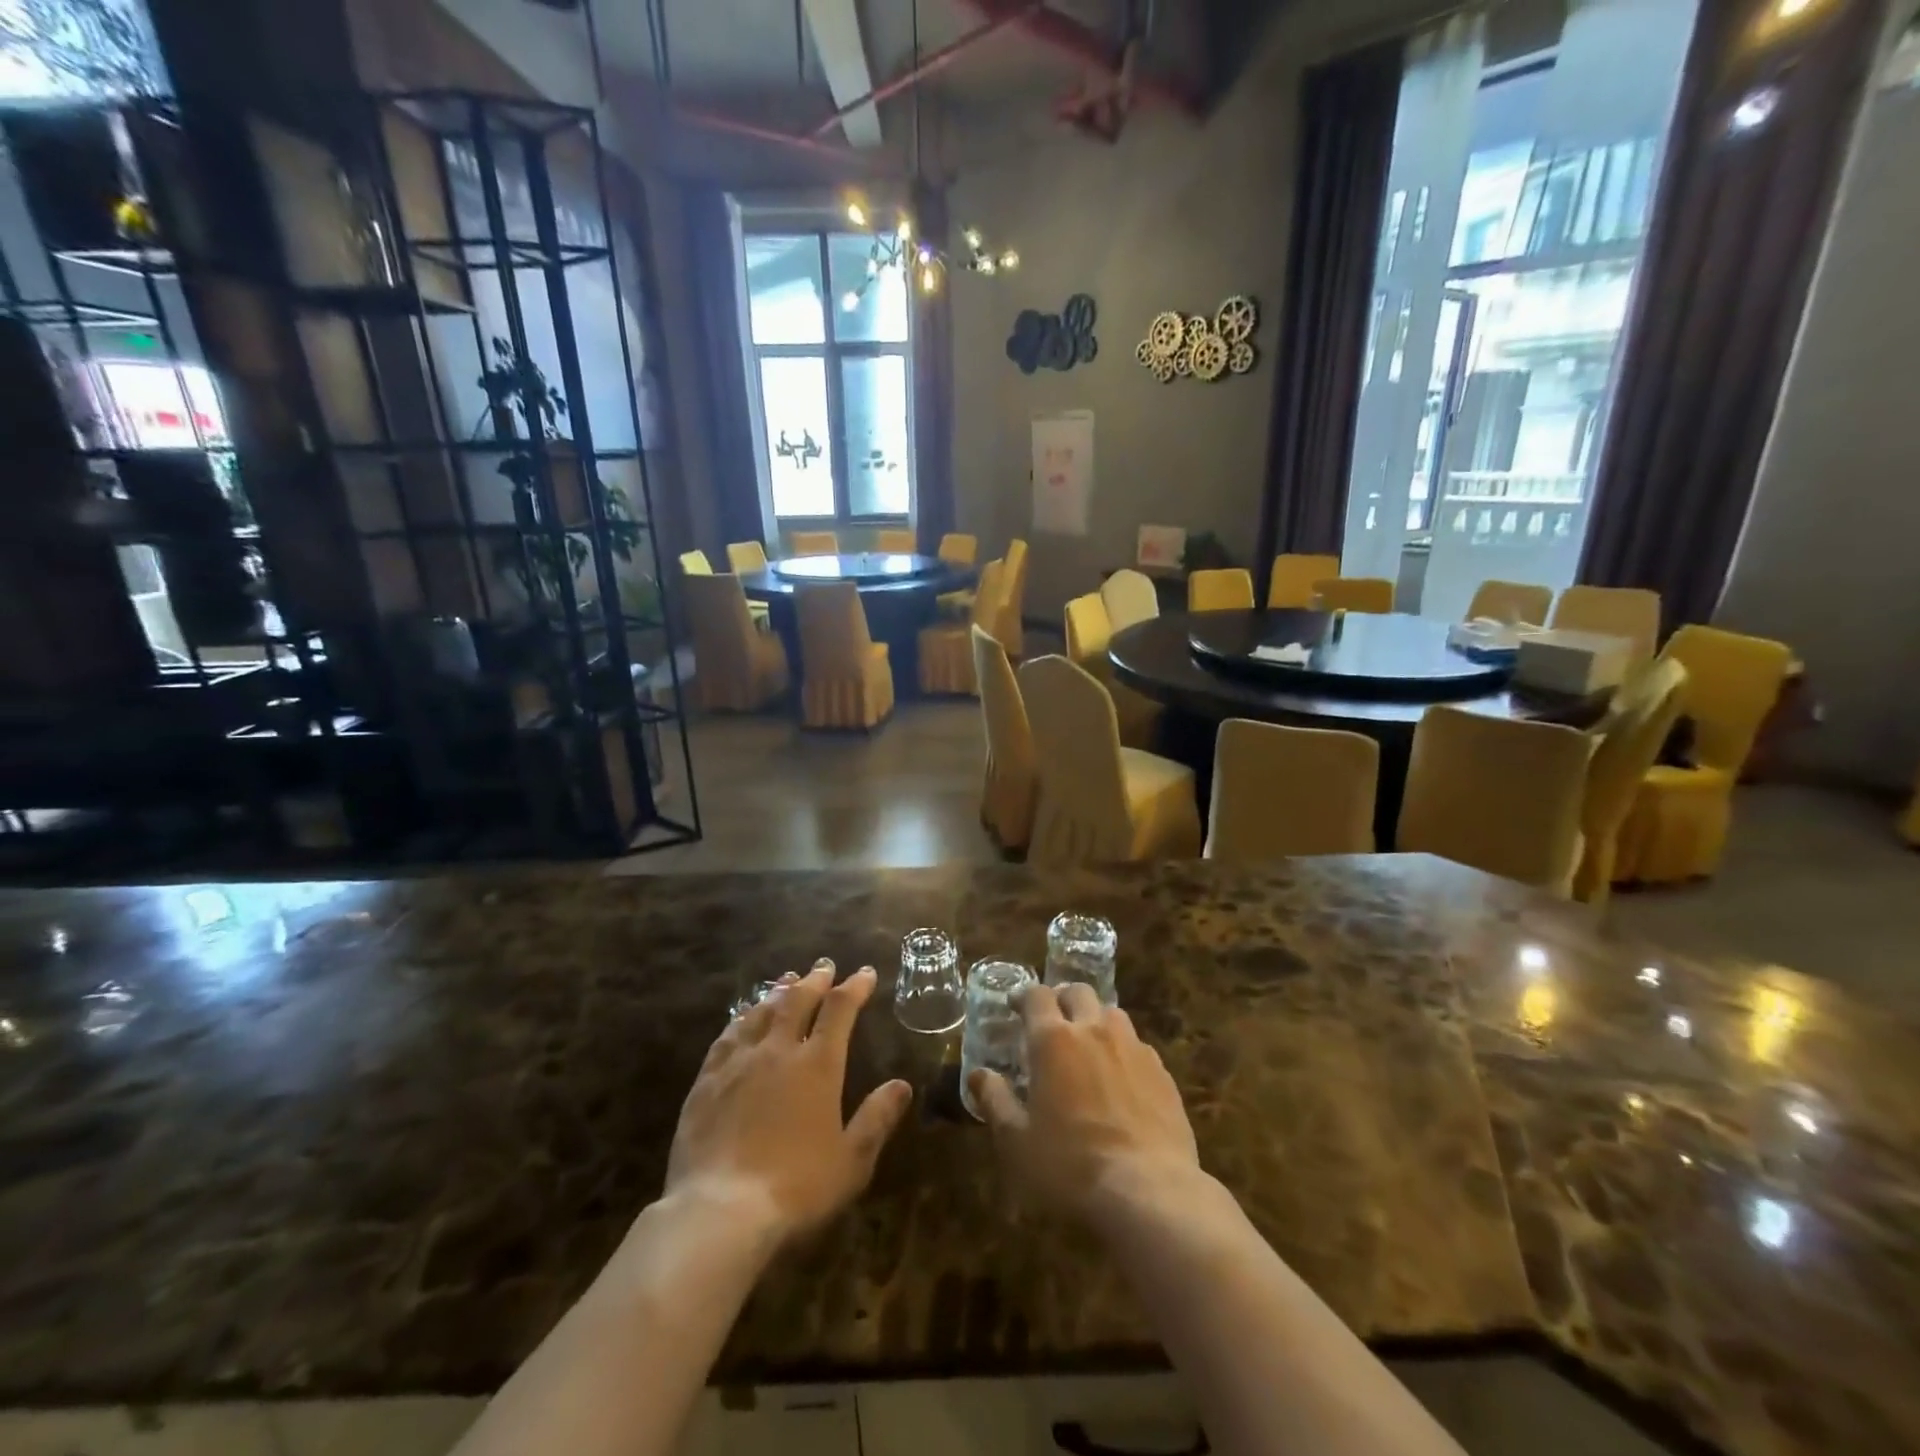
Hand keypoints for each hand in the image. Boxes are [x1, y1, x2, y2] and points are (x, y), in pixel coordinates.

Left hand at [664, 961, 911, 1243]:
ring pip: (761, 1012)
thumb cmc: (796, 1188)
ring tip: (787, 980)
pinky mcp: (706, 1081)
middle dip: (815, 980)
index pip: (840, 1010)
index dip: (855, 987)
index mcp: (818, 1065)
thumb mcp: (851, 1161)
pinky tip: (742, 1017)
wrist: (719, 1213)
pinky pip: (726, 1036)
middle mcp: (778, 1051)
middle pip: (798, 1000)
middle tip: (824, 966)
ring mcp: (738, 1063)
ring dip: (778, 992)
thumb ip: (877, 1118)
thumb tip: (901, 1085)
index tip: (866, 973)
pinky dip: (741, 1018)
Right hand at [969, 982, 1200, 1221]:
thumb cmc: (1070, 1166)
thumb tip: (979, 1075)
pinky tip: (1120, 1078)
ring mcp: (1133, 1048)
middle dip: (1062, 999)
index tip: (1014, 1007)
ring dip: (1095, 1019)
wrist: (1149, 1191)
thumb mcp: (1017, 1141)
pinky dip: (1123, 1050)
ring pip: (1112, 1013)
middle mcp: (1094, 1031)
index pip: (1036, 996)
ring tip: (1088, 1045)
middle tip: (1052, 1021)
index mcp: (1053, 1040)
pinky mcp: (1162, 1072)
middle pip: (1078, 992)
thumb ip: (995, 1101)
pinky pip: (1138, 1045)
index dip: (1023, 996)